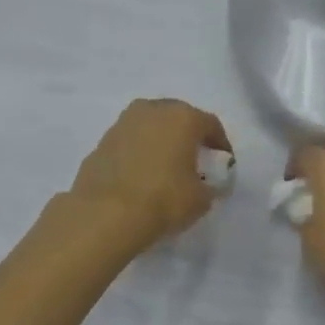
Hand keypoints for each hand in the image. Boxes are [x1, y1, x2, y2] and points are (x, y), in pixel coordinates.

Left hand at [68, 99, 232, 251]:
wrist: (105, 214)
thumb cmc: (163, 199)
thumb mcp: (201, 199)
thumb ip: (210, 186)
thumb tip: (207, 185)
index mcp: (183, 117)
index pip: (211, 125)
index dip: (220, 144)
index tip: (223, 163)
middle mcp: (152, 110)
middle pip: (178, 118)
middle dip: (188, 136)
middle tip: (194, 160)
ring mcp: (122, 123)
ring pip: (150, 127)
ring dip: (160, 142)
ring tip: (165, 167)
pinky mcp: (101, 142)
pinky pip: (129, 143)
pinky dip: (138, 154)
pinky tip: (140, 176)